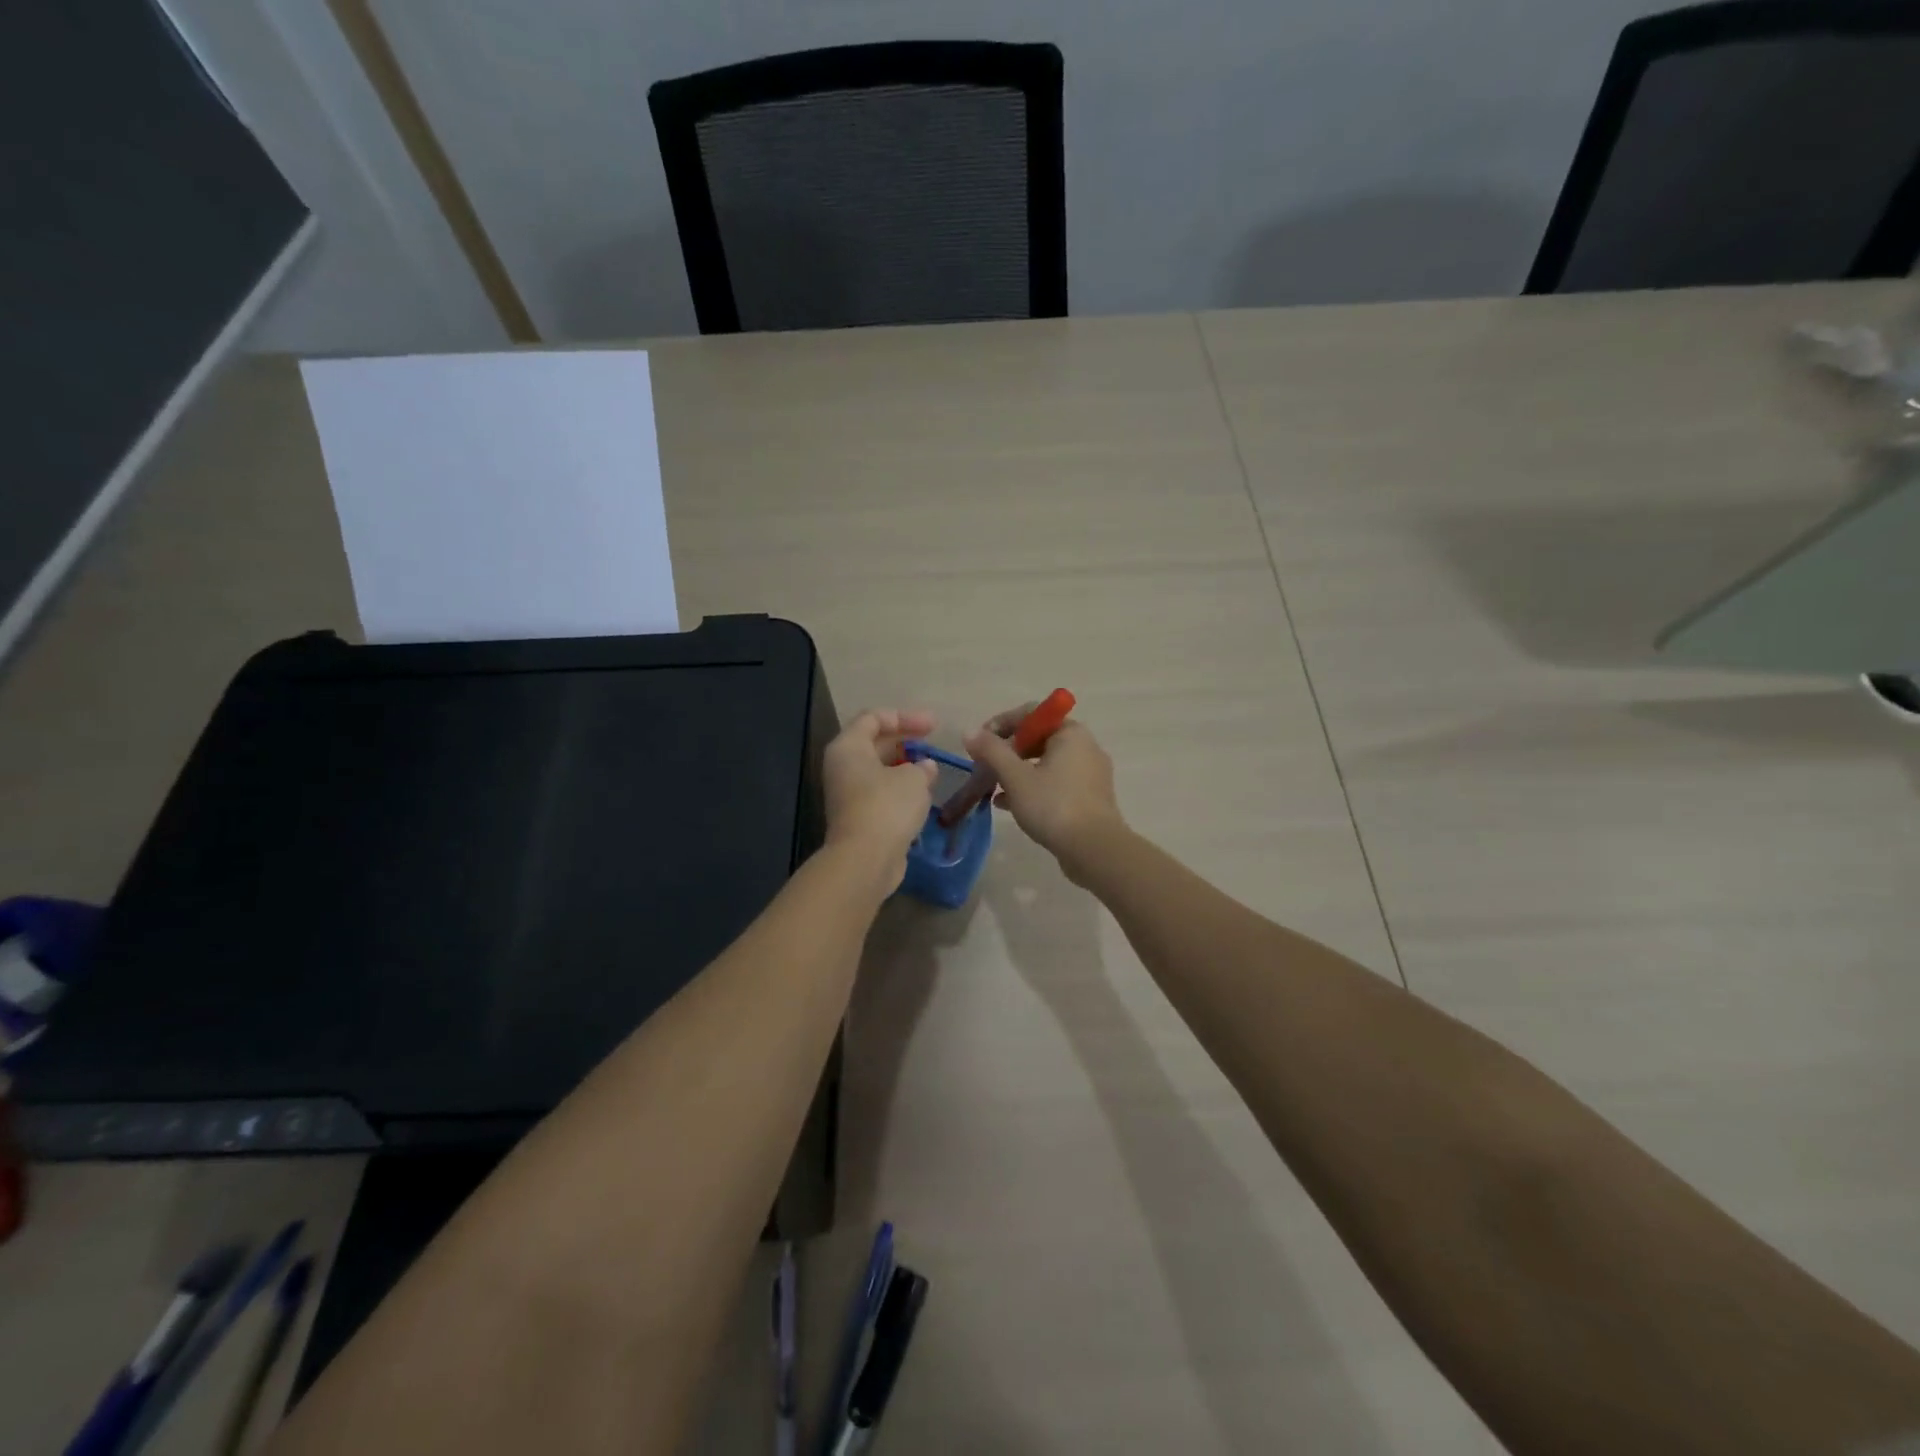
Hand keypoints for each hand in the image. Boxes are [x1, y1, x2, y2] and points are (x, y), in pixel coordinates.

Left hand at [822, 709, 938, 867]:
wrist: (865, 859)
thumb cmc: (887, 807)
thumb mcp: (913, 779)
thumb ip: (922, 767)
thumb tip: (925, 767)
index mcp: (849, 747)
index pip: (874, 718)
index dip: (905, 717)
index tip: (933, 726)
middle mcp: (843, 766)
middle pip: (874, 742)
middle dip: (906, 741)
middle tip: (933, 743)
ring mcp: (848, 793)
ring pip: (879, 770)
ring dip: (905, 767)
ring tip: (932, 770)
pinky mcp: (859, 816)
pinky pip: (881, 792)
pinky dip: (901, 789)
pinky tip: (923, 794)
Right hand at [964, 705, 1124, 880]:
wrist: (1094, 850)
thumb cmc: (1053, 805)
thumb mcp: (1015, 777)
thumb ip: (991, 751)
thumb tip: (969, 732)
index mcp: (1070, 733)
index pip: (1031, 713)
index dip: (1001, 723)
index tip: (980, 743)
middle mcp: (1084, 746)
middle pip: (1038, 738)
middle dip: (1007, 751)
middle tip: (985, 767)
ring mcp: (1090, 773)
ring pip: (1045, 763)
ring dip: (1017, 771)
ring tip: (992, 787)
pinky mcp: (1089, 797)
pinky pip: (1055, 783)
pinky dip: (1032, 788)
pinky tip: (1007, 805)